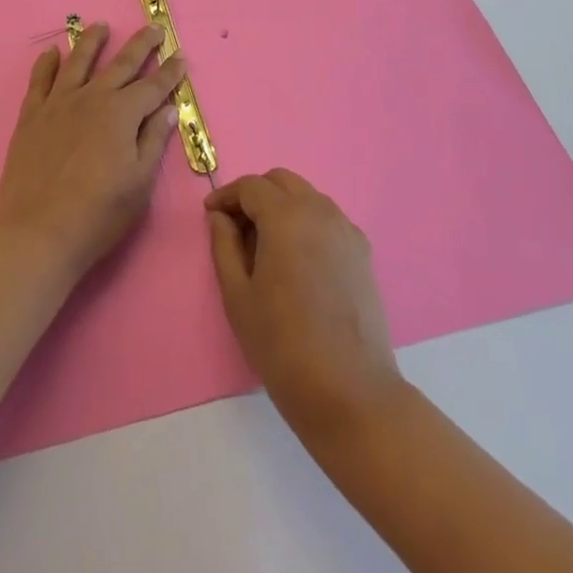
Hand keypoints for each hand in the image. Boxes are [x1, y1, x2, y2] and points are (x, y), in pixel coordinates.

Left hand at [0, 22, 184, 281]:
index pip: (153, 86)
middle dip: (141, 45)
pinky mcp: (31, 117)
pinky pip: (39, 81)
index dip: (169, 72)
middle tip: (153, 28)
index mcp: (121, 114)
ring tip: (101, 26)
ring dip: (92, 41)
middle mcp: (92, 98)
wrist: (39, 234)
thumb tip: (169, 108)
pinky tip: (52, 53)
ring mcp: (58, 104)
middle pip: (120, 64)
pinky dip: (46, 64)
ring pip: (78, 61)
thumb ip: (154, 140)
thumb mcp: (140, 182)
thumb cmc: (99, 214)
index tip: (180, 56)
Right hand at [206, 169, 403, 437]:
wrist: (350, 391)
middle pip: (281, 181)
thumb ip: (224, 246)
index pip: (251, 186)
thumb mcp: (238, 296)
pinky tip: (297, 260)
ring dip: (282, 206)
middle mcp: (319, 210)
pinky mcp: (362, 251)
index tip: (210, 215)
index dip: (226, 195)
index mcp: (286, 216)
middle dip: (255, 194)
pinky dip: (307, 223)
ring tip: (265, 245)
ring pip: (307, 197)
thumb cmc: (283, 344)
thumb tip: (220, 217)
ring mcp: (345, 229)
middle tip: (236, 227)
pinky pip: (327, 219)